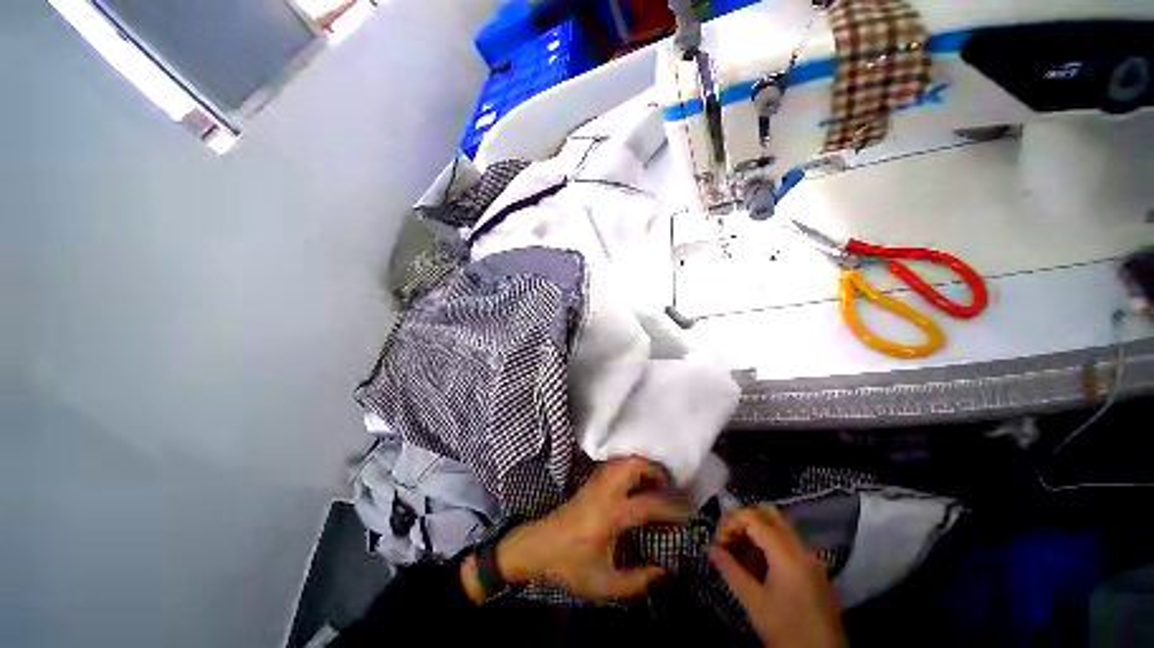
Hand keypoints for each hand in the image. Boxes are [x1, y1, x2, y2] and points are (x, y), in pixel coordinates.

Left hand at [462, 457, 690, 601]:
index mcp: (609, 516)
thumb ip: (637, 579)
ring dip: (641, 466)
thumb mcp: (605, 584)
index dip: (670, 508)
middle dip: (654, 471)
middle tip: (668, 486)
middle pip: (631, 465)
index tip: (687, 513)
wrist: (538, 547)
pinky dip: (628, 468)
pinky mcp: (589, 482)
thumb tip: (663, 568)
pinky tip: (634, 484)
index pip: (647, 504)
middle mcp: (604, 492)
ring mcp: (595, 482)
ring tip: (654, 483)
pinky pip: (613, 465)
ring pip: (621, 461)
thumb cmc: (569, 566)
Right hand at [711, 506, 845, 647]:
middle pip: (768, 515)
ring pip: (779, 527)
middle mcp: (801, 548)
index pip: (753, 518)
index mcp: (787, 553)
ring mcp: (811, 557)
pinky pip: (788, 543)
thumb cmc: (786, 630)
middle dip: (743, 521)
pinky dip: (768, 544)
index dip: (730, 522)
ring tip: (739, 554)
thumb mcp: (754, 602)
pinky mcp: (814, 569)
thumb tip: (710, 549)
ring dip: (755, 532)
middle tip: (728, 539)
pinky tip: (757, 566)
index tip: (717, 542)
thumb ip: (730, 570)